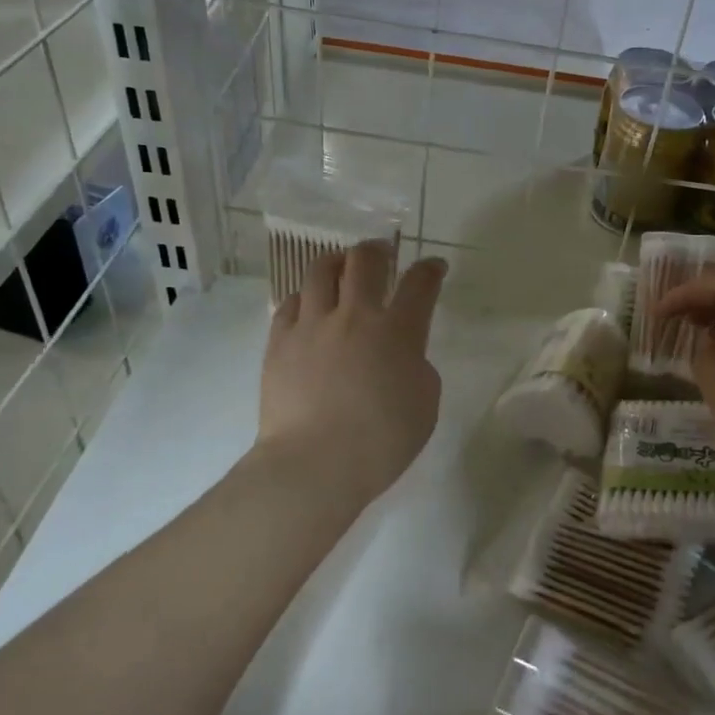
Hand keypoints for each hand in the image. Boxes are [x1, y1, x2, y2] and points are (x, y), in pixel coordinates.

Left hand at [258, 240, 445, 504]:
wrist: (315, 464)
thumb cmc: (381, 441)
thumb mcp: (425, 403)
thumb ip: (418, 367)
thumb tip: (401, 354)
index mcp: (398, 332)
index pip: (419, 284)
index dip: (430, 269)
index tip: (434, 266)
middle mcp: (354, 316)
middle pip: (365, 261)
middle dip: (378, 250)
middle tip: (382, 255)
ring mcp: (312, 325)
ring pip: (320, 270)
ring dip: (337, 261)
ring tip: (341, 266)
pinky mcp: (279, 341)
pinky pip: (290, 302)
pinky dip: (304, 297)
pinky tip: (308, 305)